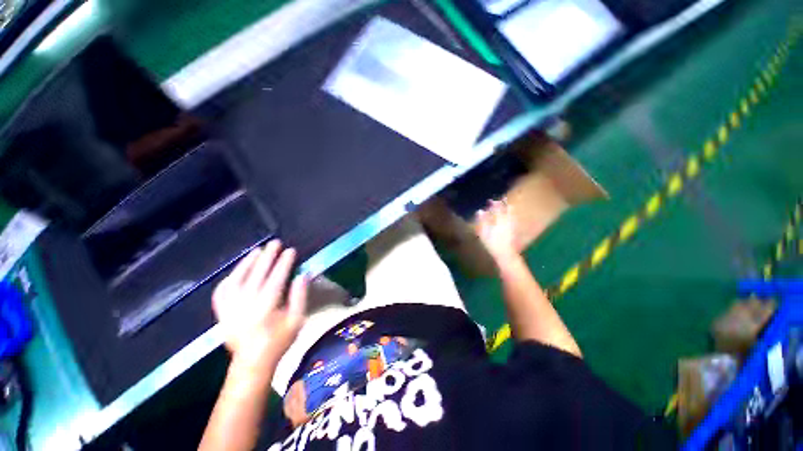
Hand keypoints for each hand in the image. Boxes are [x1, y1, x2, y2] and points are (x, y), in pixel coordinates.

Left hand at [212, 240, 307, 371]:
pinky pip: (221, 292)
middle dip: (267, 257)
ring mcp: (230, 309)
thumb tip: (303, 275)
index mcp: (266, 308)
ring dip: (247, 263)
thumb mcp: (297, 320)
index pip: (276, 279)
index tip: (290, 250)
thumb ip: (300, 297)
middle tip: (275, 243)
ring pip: (237, 280)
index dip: (284, 263)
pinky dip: (229, 278)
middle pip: (257, 275)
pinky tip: (237, 271)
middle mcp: (246, 306)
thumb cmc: (279, 341)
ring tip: (257, 250)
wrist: (252, 362)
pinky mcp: (221, 313)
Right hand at [475, 199, 519, 263]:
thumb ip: (482, 220)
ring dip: (509, 210)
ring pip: (511, 216)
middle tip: (503, 199)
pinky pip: (513, 221)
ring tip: (509, 206)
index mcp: (499, 221)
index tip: (491, 200)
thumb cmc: (492, 243)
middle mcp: (507, 222)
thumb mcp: (484, 232)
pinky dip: (511, 217)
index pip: (497, 210)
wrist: (505, 254)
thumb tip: (480, 211)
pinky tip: (510, 219)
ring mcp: (511, 227)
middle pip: (507, 211)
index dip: (494, 204)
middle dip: (504, 205)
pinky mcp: (513, 233)